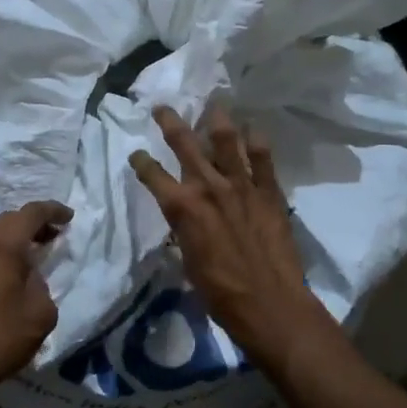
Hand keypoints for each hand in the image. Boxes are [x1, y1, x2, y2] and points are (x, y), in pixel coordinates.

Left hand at [0, 200, 71, 407]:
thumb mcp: (40, 314)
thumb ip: (41, 284)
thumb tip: (28, 276)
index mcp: (2, 243)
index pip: (32, 212)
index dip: (53, 211)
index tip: (68, 217)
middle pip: (7, 221)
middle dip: (30, 227)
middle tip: (49, 240)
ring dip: (6, 242)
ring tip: (22, 260)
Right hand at [130, 106, 335, 364]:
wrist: (269, 303)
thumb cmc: (220, 292)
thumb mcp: (188, 262)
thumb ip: (185, 232)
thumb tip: (185, 222)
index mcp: (182, 208)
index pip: (153, 175)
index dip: (141, 162)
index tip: (137, 154)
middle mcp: (208, 188)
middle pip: (184, 144)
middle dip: (170, 122)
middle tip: (162, 107)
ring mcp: (241, 186)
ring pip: (226, 140)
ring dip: (217, 119)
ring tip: (213, 104)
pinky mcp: (269, 192)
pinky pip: (263, 158)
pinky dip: (257, 141)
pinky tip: (253, 129)